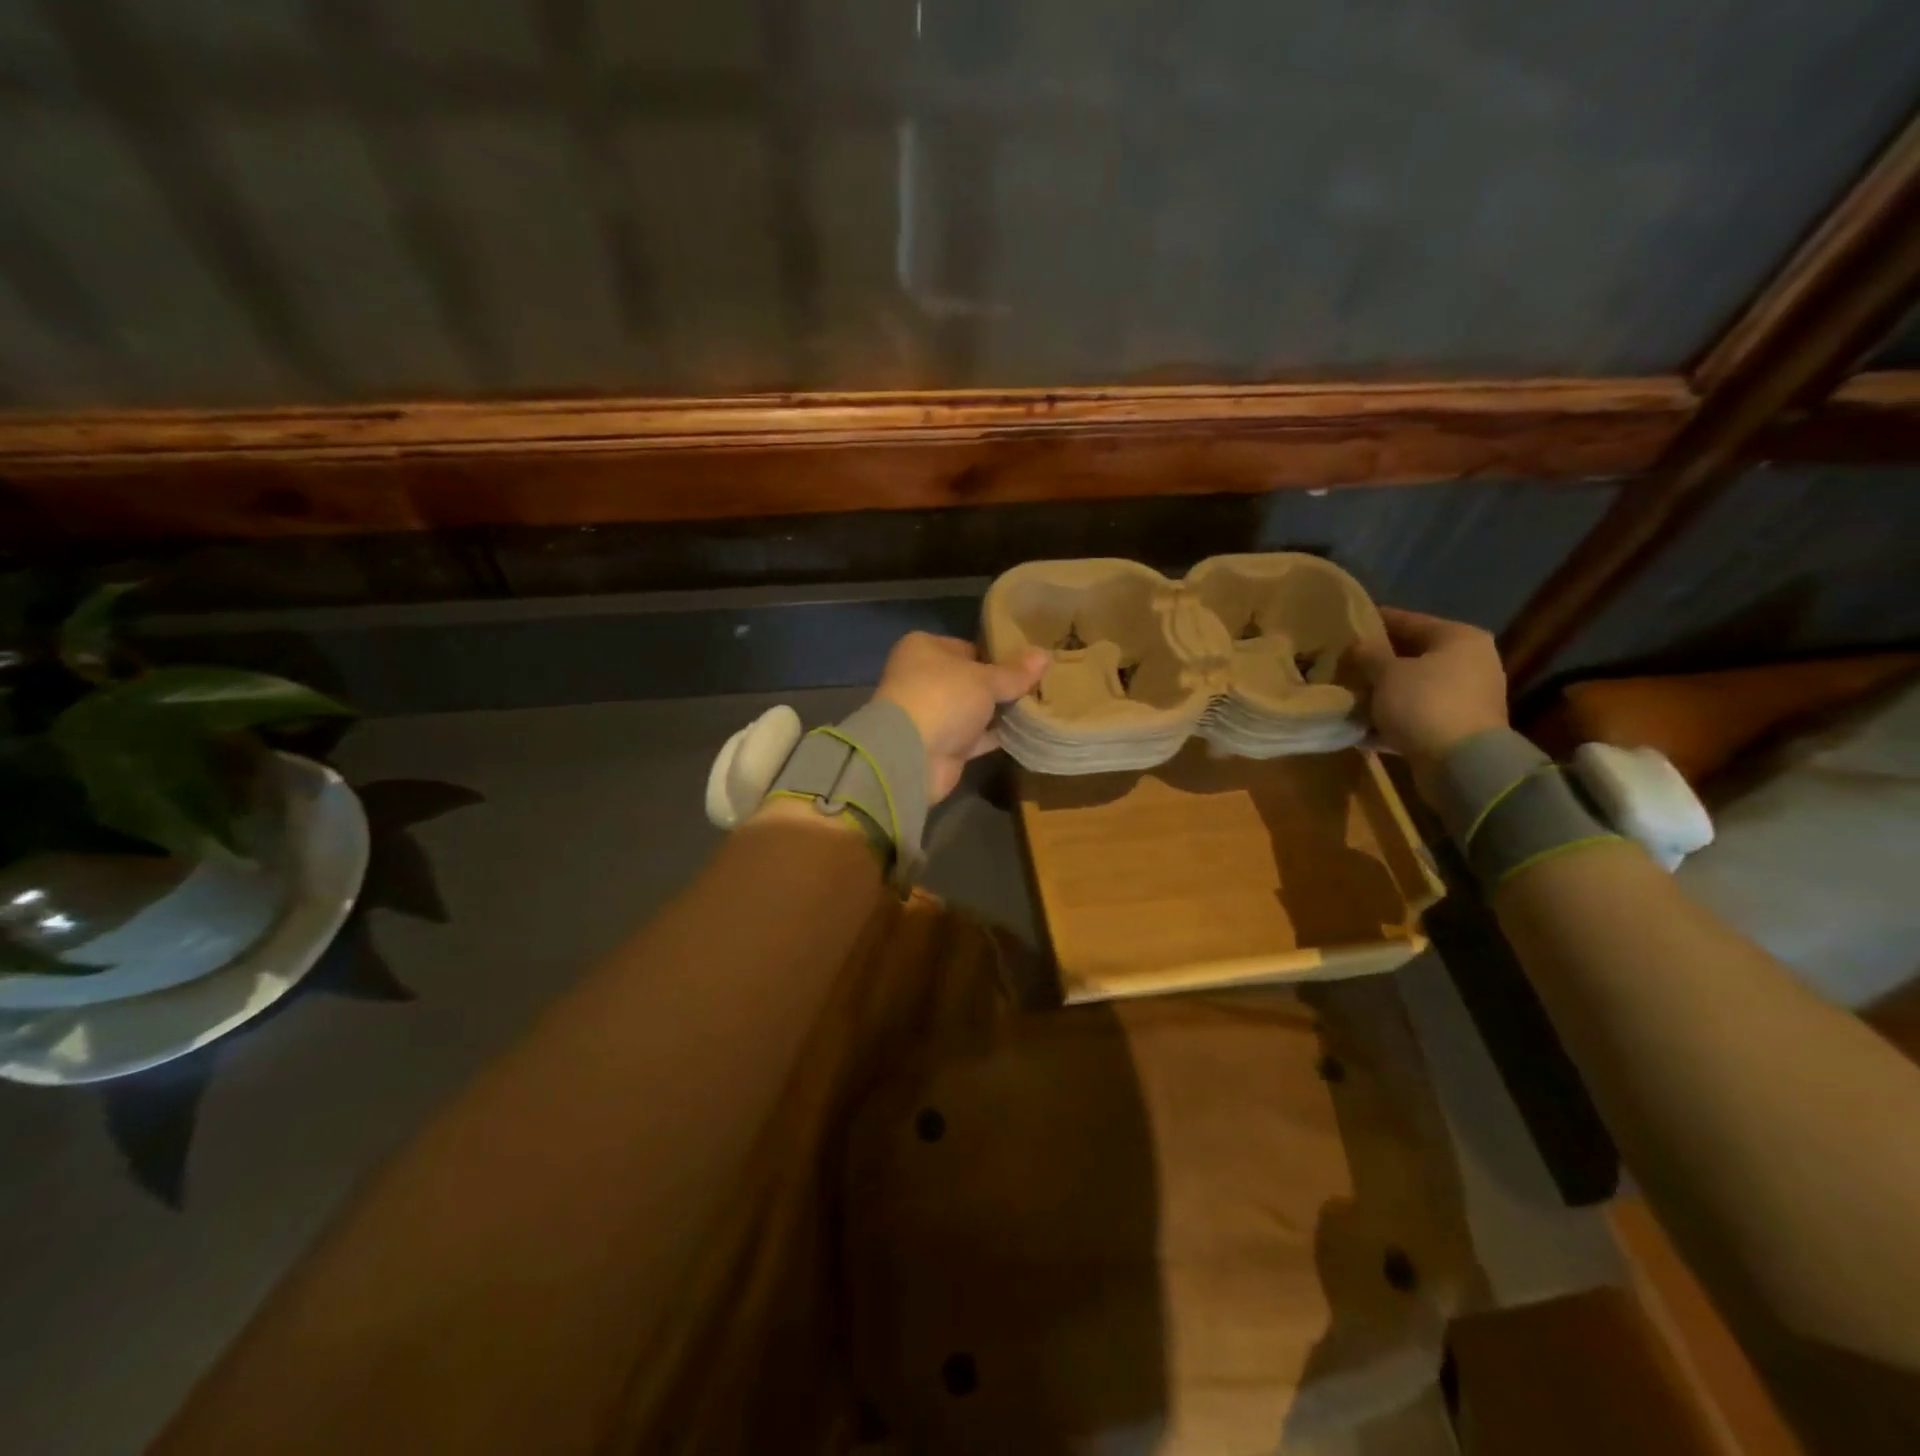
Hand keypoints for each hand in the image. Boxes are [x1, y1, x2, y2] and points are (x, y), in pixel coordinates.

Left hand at [873, 632, 1048, 802]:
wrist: (911, 756)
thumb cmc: (944, 697)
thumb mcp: (985, 679)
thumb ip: (1015, 672)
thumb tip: (1044, 655)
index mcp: (923, 649)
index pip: (966, 647)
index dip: (995, 655)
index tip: (1027, 663)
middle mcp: (922, 679)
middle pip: (969, 680)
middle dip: (999, 685)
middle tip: (1038, 685)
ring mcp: (930, 715)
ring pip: (972, 710)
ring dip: (998, 712)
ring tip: (1039, 706)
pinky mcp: (940, 746)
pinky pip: (974, 737)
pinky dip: (994, 736)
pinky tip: (1025, 732)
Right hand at [1350, 608, 1509, 781]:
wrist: (1461, 763)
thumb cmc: (1424, 703)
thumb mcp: (1386, 672)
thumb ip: (1367, 654)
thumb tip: (1355, 646)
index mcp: (1458, 638)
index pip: (1408, 620)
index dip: (1373, 621)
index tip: (1344, 624)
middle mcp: (1470, 662)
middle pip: (1411, 655)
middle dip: (1375, 661)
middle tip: (1341, 663)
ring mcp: (1466, 697)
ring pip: (1412, 686)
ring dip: (1381, 691)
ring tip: (1347, 694)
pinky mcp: (1457, 727)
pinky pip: (1415, 713)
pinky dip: (1391, 716)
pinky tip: (1362, 723)